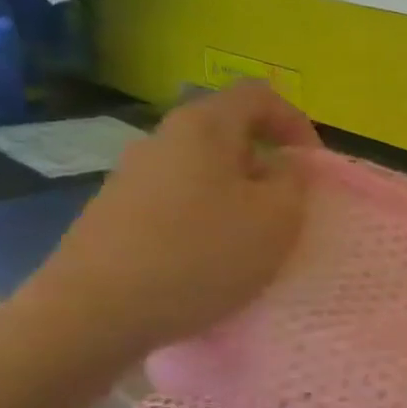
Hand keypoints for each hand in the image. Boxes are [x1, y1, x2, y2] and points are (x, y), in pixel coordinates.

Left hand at [21, 83, 318, 365]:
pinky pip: (178, 201)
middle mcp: (164, 137)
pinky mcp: (116, 212)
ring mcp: (133, 174)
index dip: (296, 123)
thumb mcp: (277, 218)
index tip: (312, 167)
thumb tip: (281, 168)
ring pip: (203, 170)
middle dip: (267, 165)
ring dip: (236, 196)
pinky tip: (208, 261)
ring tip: (251, 240)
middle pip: (229, 133)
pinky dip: (205, 219)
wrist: (94, 311)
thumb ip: (293, 182)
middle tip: (287, 207)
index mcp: (205, 125)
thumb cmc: (200, 254)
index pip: (260, 96)